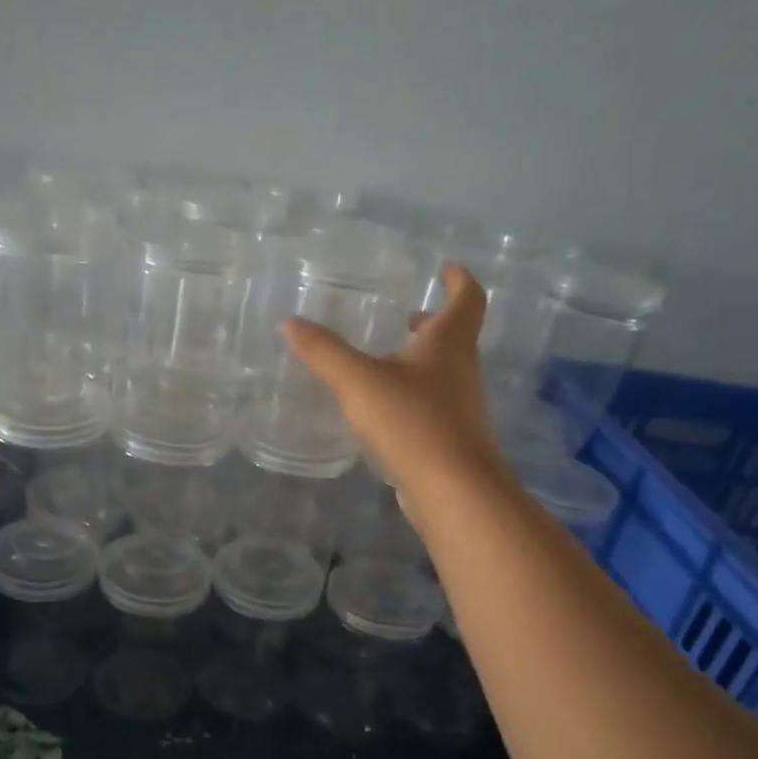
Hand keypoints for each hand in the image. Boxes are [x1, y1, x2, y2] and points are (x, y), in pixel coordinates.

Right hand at [283, 264, 505, 501]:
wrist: (453, 490)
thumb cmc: (413, 423)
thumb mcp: (359, 382)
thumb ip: (324, 352)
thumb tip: (290, 323)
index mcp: (448, 344)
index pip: (467, 298)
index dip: (459, 279)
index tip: (447, 268)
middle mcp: (462, 370)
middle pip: (457, 336)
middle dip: (435, 322)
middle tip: (410, 315)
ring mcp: (461, 407)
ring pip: (446, 372)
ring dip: (423, 360)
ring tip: (389, 361)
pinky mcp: (452, 439)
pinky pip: (435, 404)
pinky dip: (415, 394)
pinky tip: (387, 410)